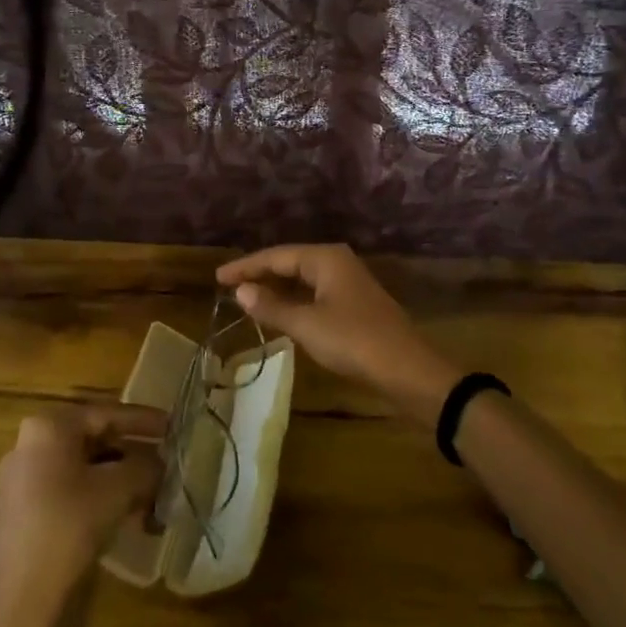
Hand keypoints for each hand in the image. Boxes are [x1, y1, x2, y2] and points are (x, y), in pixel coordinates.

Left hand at [0, 404, 164, 625]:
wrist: (22, 600)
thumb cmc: (70, 526)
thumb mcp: (119, 489)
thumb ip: (145, 467)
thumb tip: (160, 463)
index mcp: (48, 428)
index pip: (105, 414)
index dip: (143, 420)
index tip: (172, 425)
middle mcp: (30, 446)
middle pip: (94, 441)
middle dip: (133, 452)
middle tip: (165, 460)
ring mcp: (24, 482)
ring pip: (84, 469)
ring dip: (120, 479)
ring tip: (154, 493)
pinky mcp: (25, 514)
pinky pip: (72, 492)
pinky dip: (101, 498)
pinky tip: (130, 516)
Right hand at [216, 244, 458, 424]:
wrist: (407, 371)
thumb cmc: (353, 341)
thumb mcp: (307, 325)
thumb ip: (272, 306)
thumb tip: (241, 291)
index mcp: (326, 258)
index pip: (276, 255)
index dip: (245, 266)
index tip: (218, 277)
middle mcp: (338, 263)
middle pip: (290, 262)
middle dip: (260, 274)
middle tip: (228, 287)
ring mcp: (349, 284)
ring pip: (303, 279)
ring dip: (277, 288)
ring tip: (248, 299)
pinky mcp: (355, 305)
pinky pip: (315, 294)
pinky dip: (294, 301)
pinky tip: (281, 313)